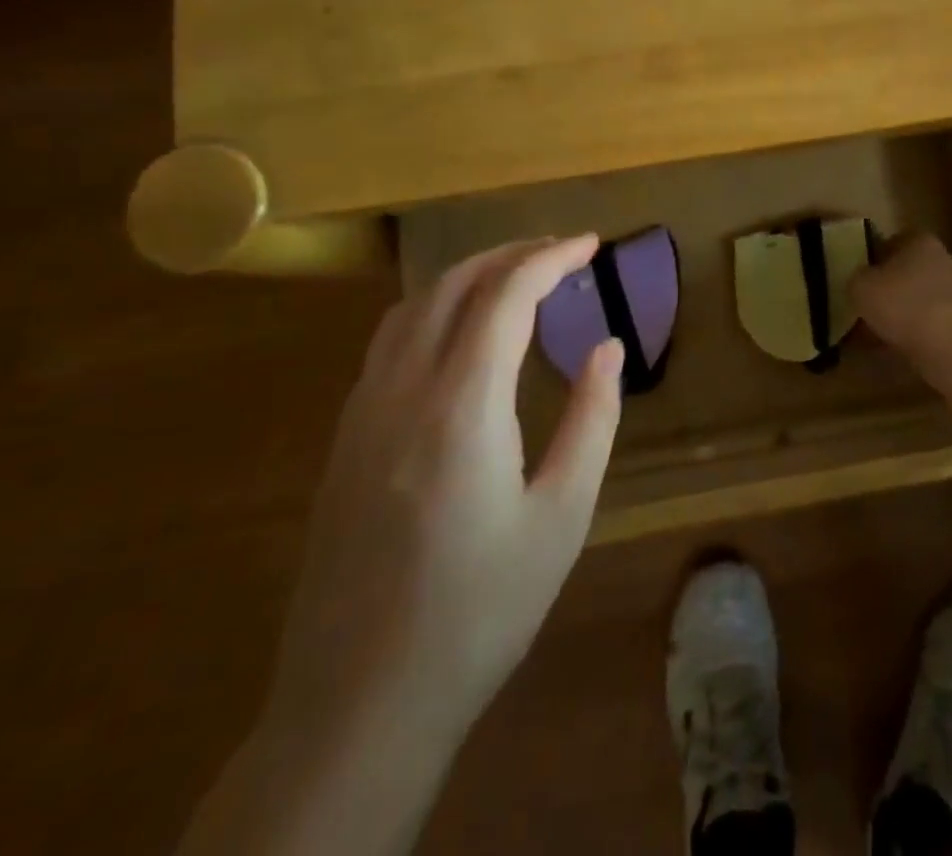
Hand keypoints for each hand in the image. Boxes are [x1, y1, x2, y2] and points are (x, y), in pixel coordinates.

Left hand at [264, 234, 623, 752]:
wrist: (359, 705)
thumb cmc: (480, 610)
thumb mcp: (562, 516)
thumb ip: (592, 420)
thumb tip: (607, 347)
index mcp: (462, 407)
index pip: (506, 296)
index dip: (551, 259)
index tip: (590, 245)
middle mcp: (402, 392)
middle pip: (453, 285)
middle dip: (510, 254)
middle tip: (560, 252)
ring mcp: (362, 415)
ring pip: (412, 308)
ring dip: (467, 276)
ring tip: (516, 277)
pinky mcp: (344, 441)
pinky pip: (389, 342)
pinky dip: (434, 310)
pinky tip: (461, 334)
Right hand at [852, 232, 951, 357]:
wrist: (951, 344)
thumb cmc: (902, 303)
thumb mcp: (861, 286)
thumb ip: (857, 279)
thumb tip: (861, 282)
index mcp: (919, 241)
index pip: (891, 242)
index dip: (872, 260)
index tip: (858, 279)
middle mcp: (941, 260)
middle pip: (906, 272)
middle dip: (887, 289)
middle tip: (864, 307)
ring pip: (916, 299)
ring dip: (899, 313)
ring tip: (875, 333)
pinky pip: (928, 324)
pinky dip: (912, 333)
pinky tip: (894, 348)